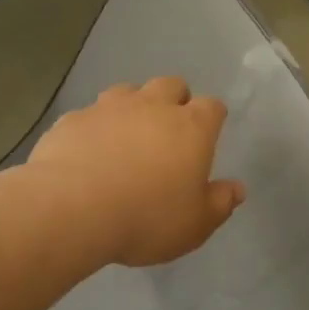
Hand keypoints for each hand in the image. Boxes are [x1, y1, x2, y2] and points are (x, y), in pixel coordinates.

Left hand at [25, 77, 246, 267]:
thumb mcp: (194, 225)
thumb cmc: (146, 217)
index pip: (212, 107)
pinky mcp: (73, 118)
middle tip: (168, 132)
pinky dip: (94, 128)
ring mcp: (109, 107)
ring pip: (128, 91)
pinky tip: (87, 153)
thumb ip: (219, 203)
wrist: (71, 208)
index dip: (212, 118)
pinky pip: (90, 115)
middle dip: (174, 100)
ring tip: (126, 138)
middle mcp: (152, 106)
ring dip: (132, 108)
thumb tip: (237, 189)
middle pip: (171, 85)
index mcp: (190, 127)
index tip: (208, 135)